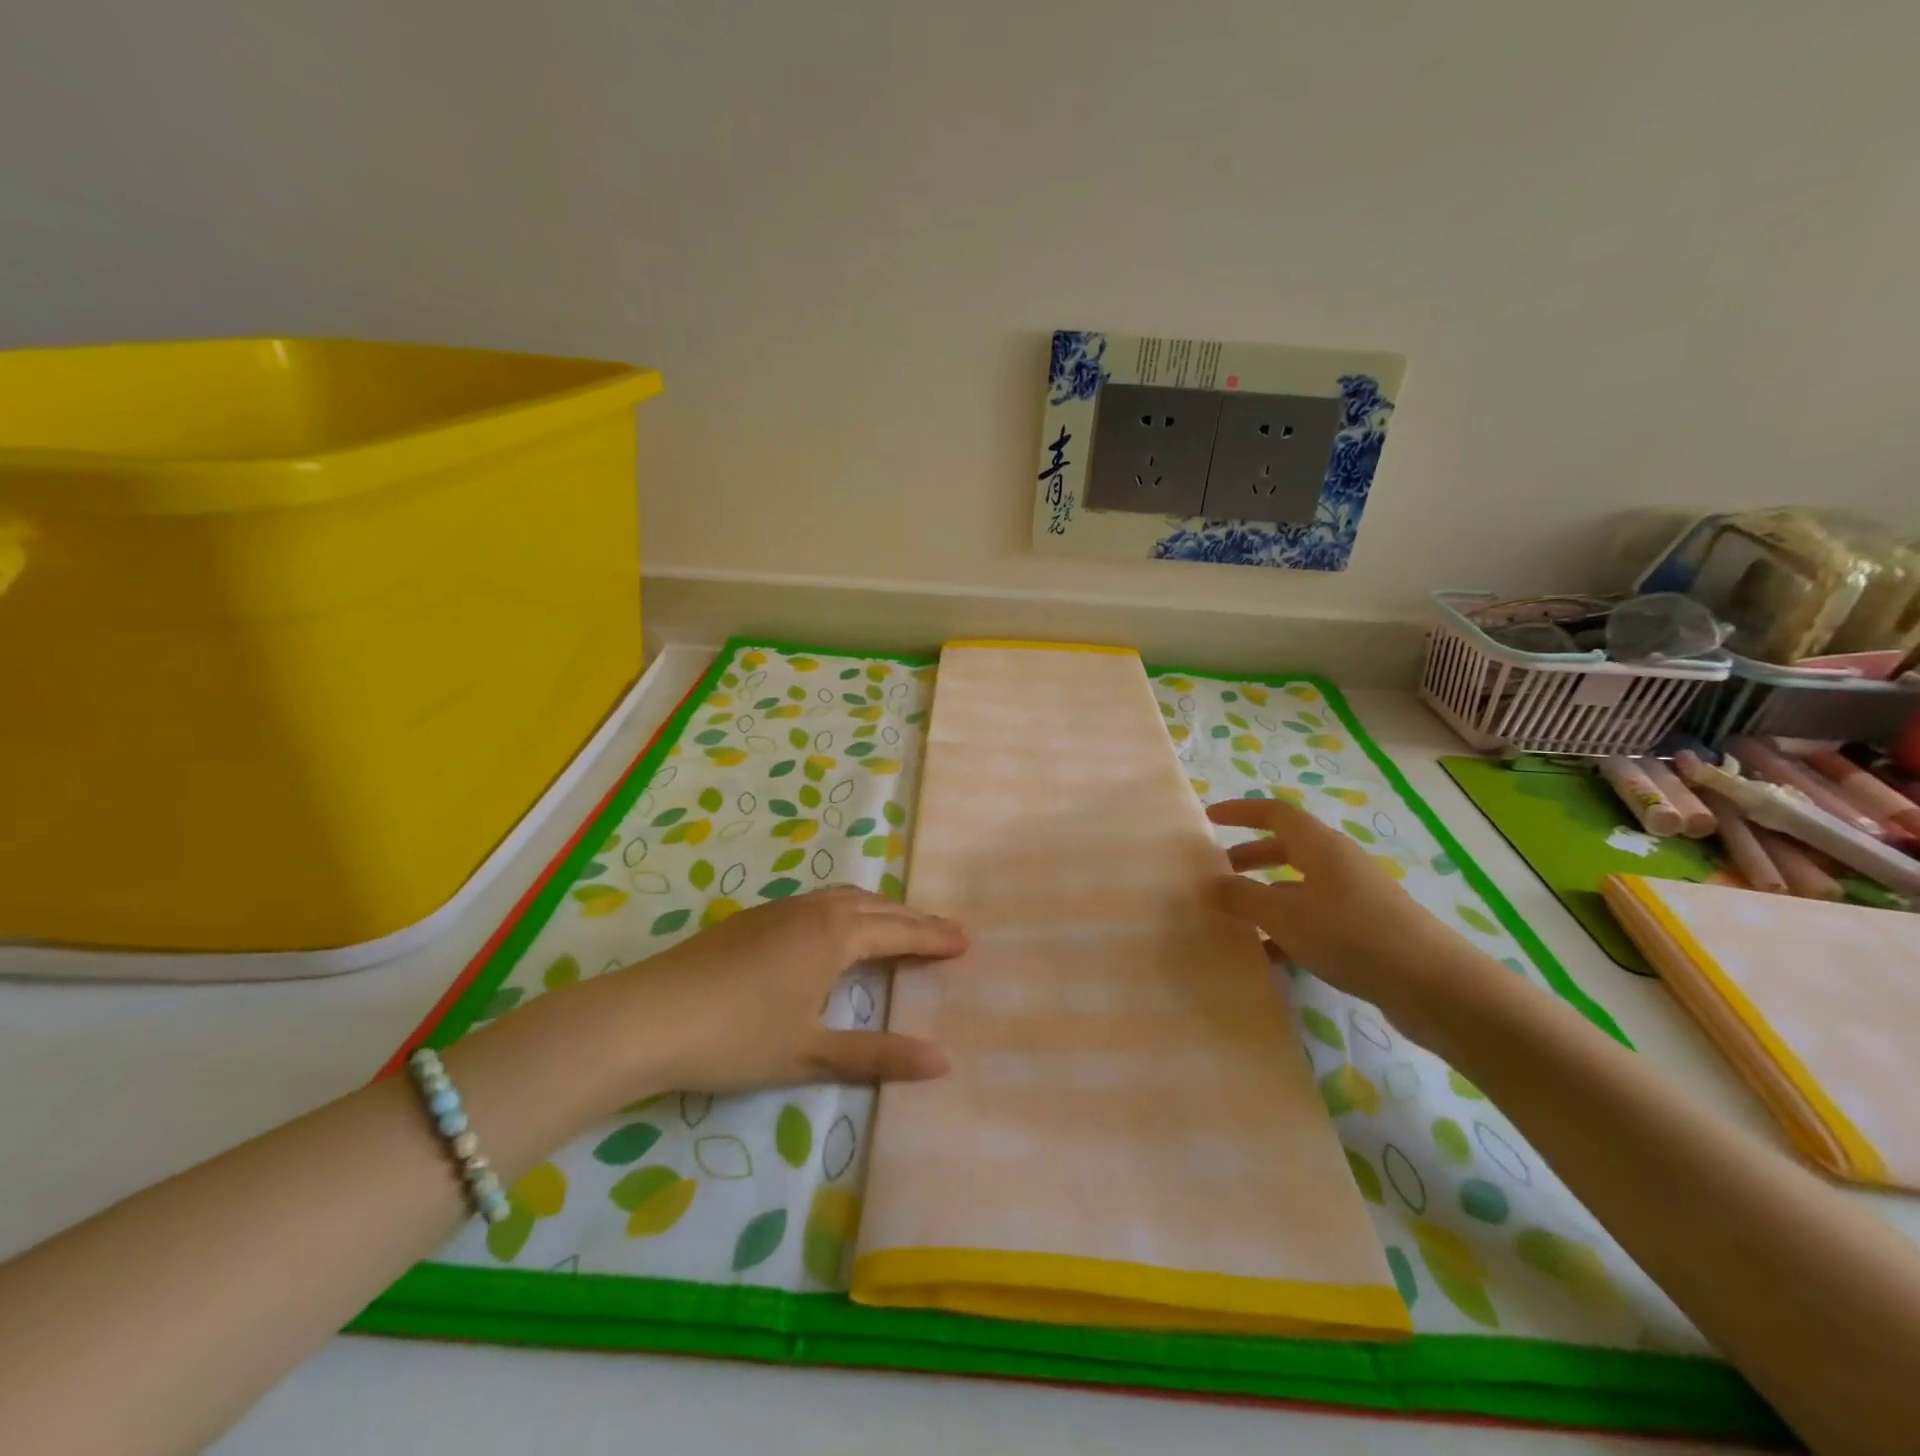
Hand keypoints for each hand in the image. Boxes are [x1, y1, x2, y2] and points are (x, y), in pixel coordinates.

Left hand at [608, 886, 967, 1094]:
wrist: (646, 1017)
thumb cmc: (735, 1036)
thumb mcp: (809, 1053)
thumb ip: (876, 1054)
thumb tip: (942, 1060)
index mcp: (833, 935)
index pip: (898, 930)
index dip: (934, 937)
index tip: (967, 940)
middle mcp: (812, 910)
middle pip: (876, 906)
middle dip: (914, 918)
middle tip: (947, 931)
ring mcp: (779, 910)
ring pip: (844, 898)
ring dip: (880, 910)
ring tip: (902, 925)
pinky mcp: (753, 919)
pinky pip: (818, 903)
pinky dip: (848, 911)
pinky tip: (838, 931)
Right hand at [1208, 797, 1467, 1012]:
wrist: (1433, 986)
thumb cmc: (1350, 934)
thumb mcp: (1283, 914)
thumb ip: (1240, 897)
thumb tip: (1206, 883)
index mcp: (1320, 846)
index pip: (1274, 813)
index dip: (1240, 812)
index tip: (1210, 818)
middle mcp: (1338, 863)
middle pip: (1287, 848)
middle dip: (1250, 857)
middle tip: (1218, 872)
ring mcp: (1354, 897)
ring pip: (1299, 886)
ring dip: (1266, 896)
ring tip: (1237, 918)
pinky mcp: (1366, 930)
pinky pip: (1315, 918)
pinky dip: (1288, 928)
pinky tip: (1270, 956)